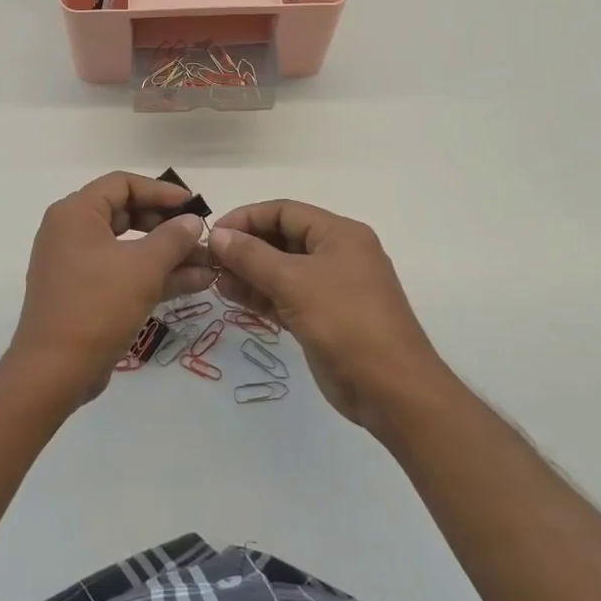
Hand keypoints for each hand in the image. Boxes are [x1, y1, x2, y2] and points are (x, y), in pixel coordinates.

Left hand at [8, 172, 212, 402]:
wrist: (55, 370)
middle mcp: (72, 232)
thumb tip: (192, 221)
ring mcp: (76, 265)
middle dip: (168, 226)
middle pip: (126, 214)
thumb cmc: (98, 305)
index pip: (122, 184)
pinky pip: (123, 273)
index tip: (193, 205)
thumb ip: (173, 238)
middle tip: (201, 236)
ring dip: (169, 255)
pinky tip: (195, 283)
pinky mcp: (85, 294)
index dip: (161, 191)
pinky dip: (154, 276)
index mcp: (76, 213)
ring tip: (210, 264)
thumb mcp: (144, 267)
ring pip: (129, 248)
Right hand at [209, 200, 449, 430]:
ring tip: (214, 281)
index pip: (284, 211)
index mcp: (339, 234)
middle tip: (210, 261)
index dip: (247, 218)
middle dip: (245, 247)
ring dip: (248, 272)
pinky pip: (286, 295)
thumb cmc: (345, 321)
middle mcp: (336, 254)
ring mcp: (331, 287)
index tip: (214, 234)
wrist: (391, 388)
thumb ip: (251, 256)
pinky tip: (232, 296)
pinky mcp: (323, 317)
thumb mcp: (293, 282)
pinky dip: (261, 295)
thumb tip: (218, 235)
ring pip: (281, 269)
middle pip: (282, 238)